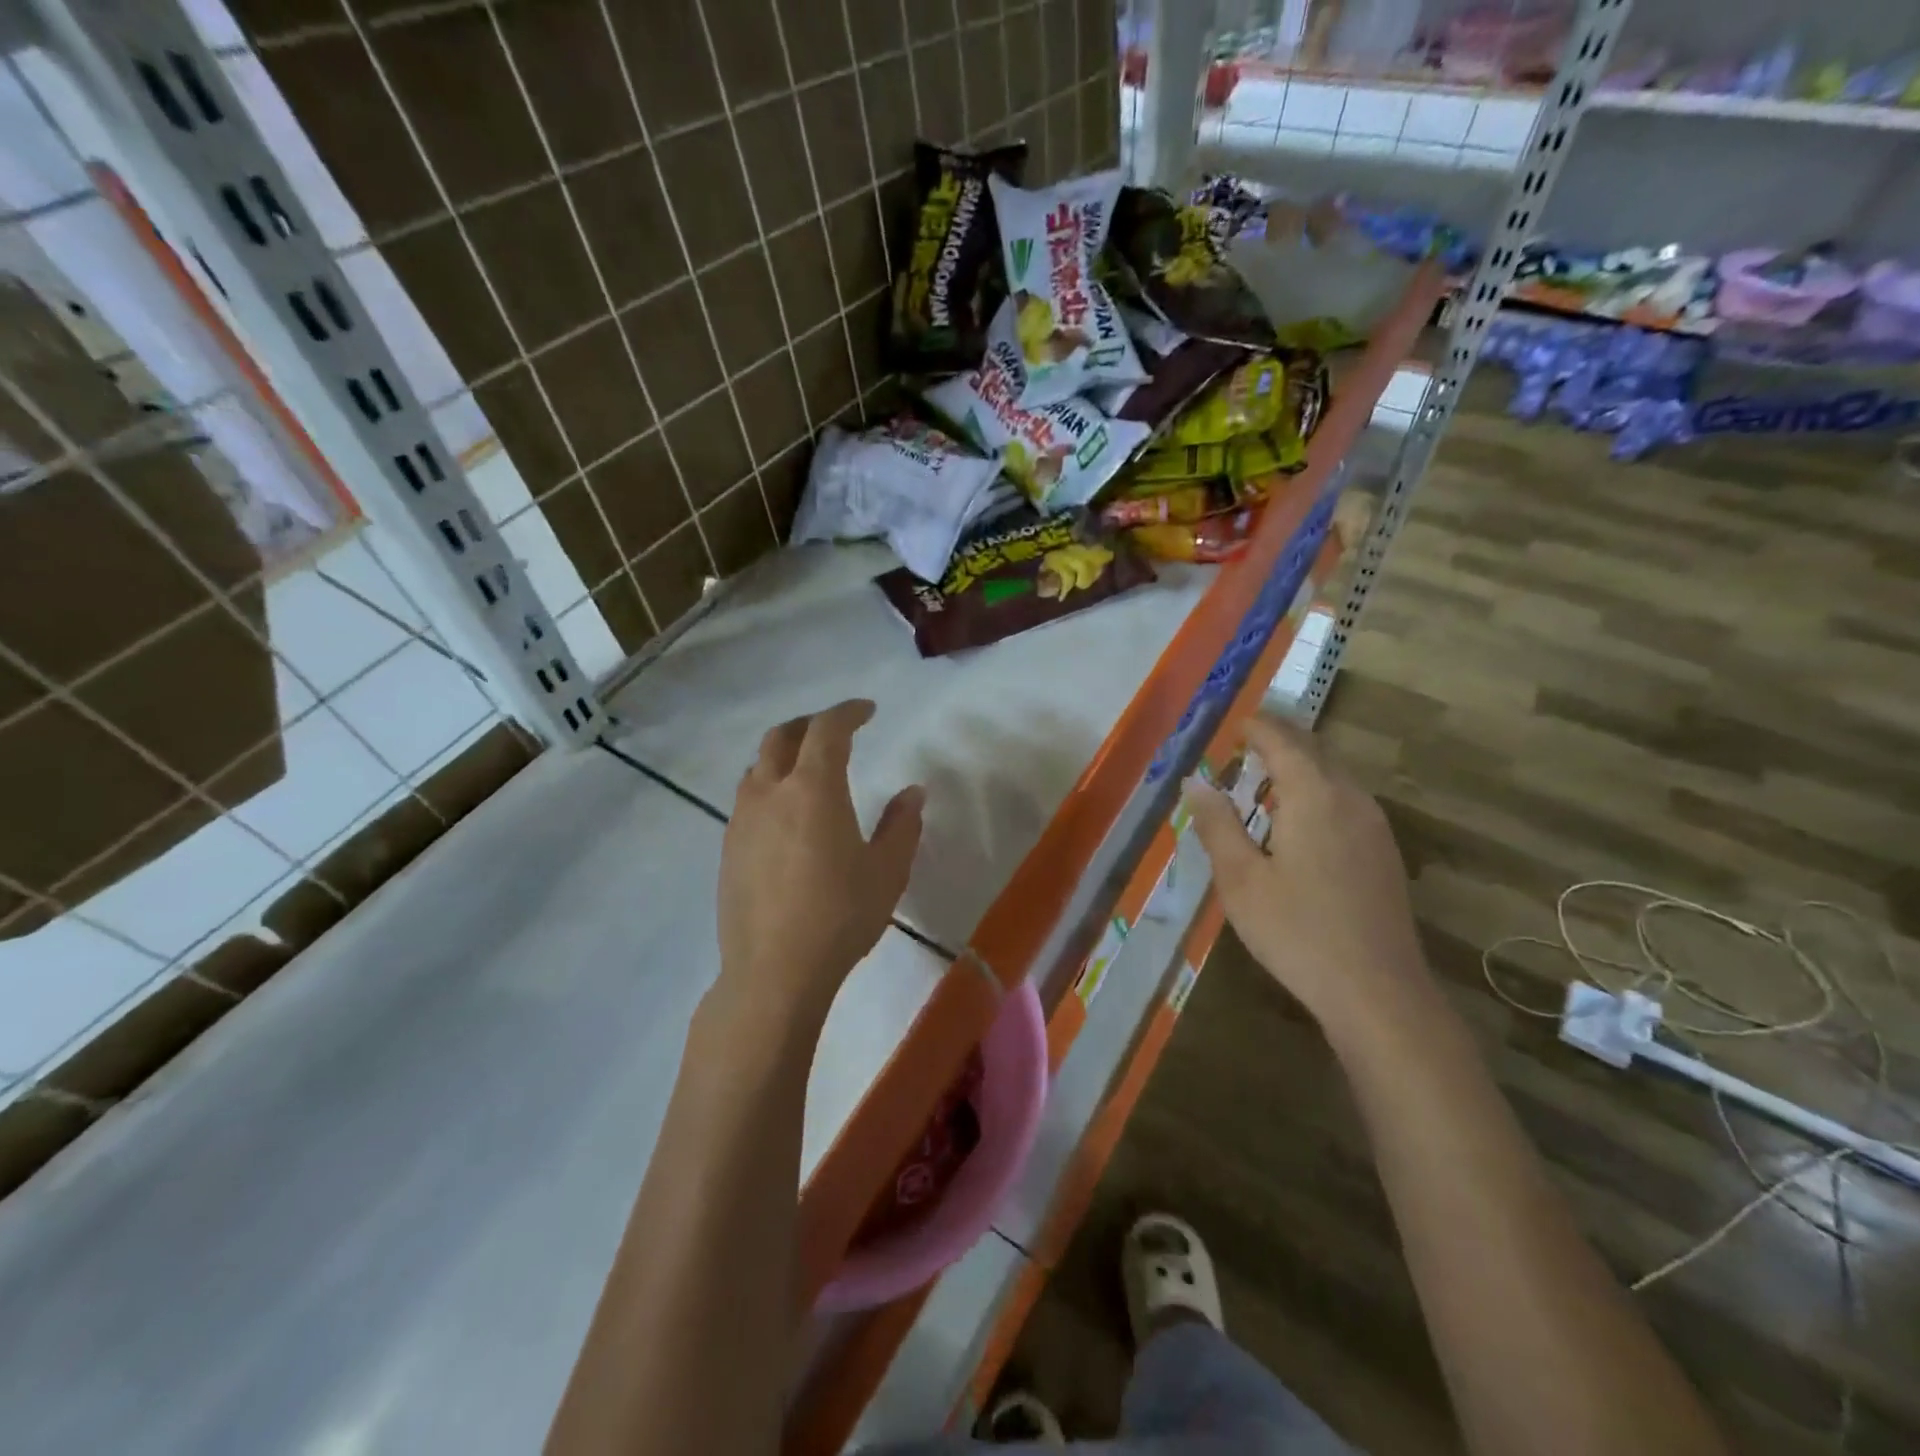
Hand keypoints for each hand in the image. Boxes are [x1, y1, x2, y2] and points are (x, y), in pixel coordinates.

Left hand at [716, 700, 924, 1020]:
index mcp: (813, 788)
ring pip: (758, 766)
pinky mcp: (728, 848)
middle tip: (836, 731)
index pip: (827, 729)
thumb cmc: (840, 916)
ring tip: (808, 769)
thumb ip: (901, 825)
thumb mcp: (886, 871)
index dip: (848, 712)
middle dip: (810, 724)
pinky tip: (786, 815)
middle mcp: (770, 792)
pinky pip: (747, 798)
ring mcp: (742, 819)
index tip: (868, 711)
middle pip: (782, 736)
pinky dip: (769, 786)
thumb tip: (913, 792)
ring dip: (784, 754)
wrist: (774, 972)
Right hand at [1183, 715, 1430, 1042]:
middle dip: (1280, 740)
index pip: (1284, 742)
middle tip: (1245, 743)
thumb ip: (1217, 825)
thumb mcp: (1241, 879)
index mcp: (1314, 797)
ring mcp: (1375, 826)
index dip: (1258, 727)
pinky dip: (1318, 791)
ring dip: (1301, 766)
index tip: (1234, 723)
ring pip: (1335, 776)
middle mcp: (1351, 799)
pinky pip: (1347, 800)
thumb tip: (1194, 781)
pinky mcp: (1384, 852)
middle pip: (1315, 751)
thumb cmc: (1297, 932)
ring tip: (1265, 778)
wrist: (1378, 992)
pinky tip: (1299, 820)